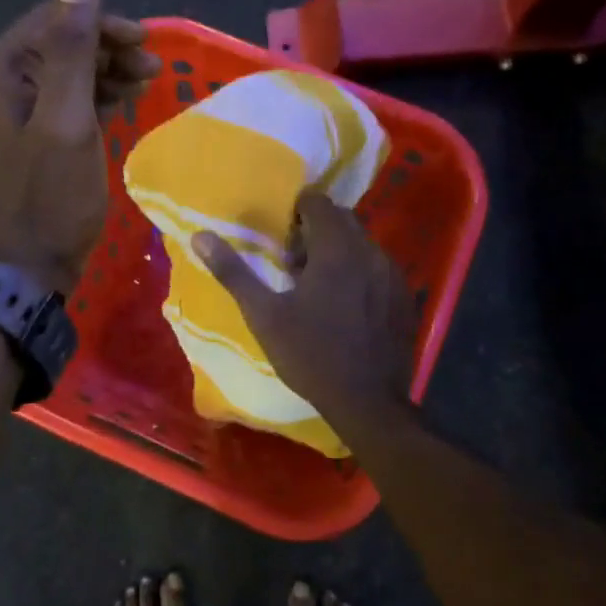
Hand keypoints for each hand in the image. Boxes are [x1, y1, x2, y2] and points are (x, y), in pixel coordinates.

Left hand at [0, 0, 159, 294]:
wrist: (23, 273)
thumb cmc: (49, 198)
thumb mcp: (67, 118)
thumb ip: (71, 46)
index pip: (51, 22)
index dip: (102, 26)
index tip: (147, 45)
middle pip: (53, 48)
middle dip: (105, 52)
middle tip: (152, 70)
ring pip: (55, 77)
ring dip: (101, 75)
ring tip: (143, 86)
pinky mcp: (12, 144)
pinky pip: (52, 106)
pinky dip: (86, 102)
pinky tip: (116, 108)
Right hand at [192, 190, 416, 422]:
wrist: (367, 403)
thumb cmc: (310, 355)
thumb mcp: (264, 315)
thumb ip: (233, 272)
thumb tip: (199, 236)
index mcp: (336, 249)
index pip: (318, 202)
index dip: (297, 213)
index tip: (283, 241)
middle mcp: (370, 251)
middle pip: (342, 220)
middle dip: (317, 231)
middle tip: (295, 265)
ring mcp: (393, 274)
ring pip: (362, 244)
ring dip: (339, 252)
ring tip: (318, 287)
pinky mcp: (405, 296)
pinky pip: (379, 268)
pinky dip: (360, 273)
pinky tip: (346, 306)